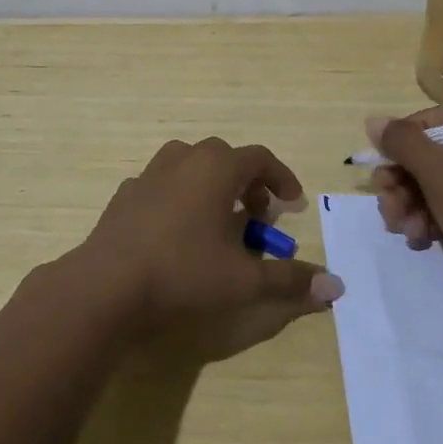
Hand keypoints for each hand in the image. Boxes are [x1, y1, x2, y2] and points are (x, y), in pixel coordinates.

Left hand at [76, 137, 344, 360]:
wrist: (107, 285)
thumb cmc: (183, 274)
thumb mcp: (244, 281)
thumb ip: (290, 280)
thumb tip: (335, 286)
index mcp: (216, 168)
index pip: (259, 158)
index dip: (281, 178)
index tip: (293, 203)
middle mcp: (183, 159)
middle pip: (225, 157)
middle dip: (247, 182)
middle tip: (258, 215)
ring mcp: (149, 173)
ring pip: (190, 164)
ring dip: (211, 184)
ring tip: (218, 219)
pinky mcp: (125, 193)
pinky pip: (162, 184)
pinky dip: (179, 197)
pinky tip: (177, 231)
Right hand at [367, 107, 442, 293]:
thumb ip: (405, 143)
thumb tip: (373, 120)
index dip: (409, 134)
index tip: (384, 156)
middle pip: (436, 154)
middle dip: (404, 178)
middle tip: (383, 197)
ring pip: (436, 186)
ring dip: (409, 203)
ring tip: (397, 226)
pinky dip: (427, 222)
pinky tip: (416, 240)